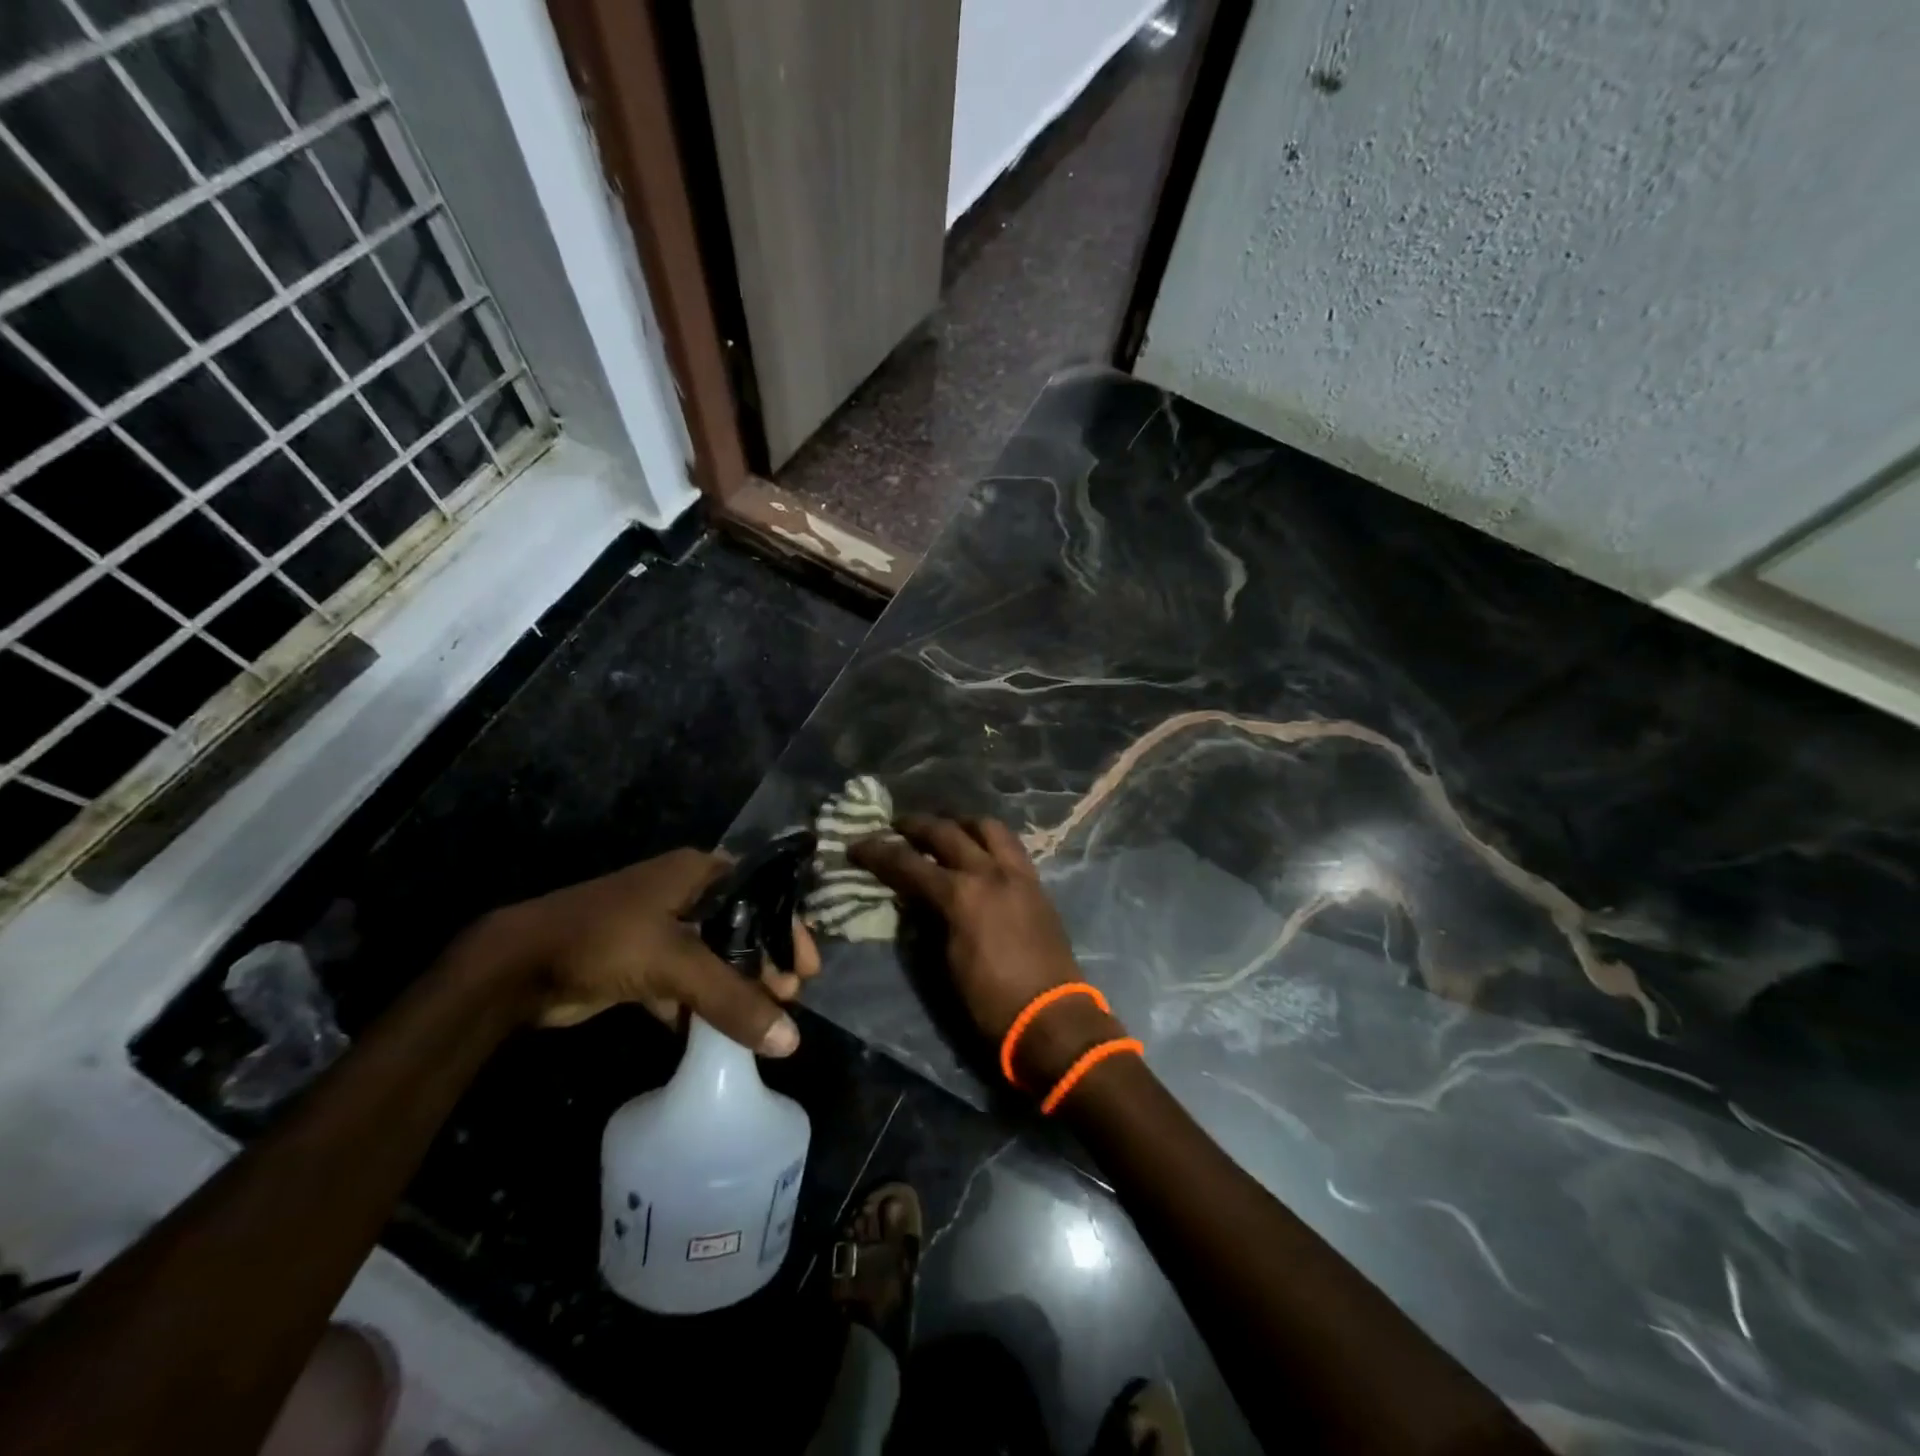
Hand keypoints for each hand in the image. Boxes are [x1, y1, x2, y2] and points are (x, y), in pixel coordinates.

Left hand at [484, 850, 819, 1054]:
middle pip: (740, 929)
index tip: (808, 968)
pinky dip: (700, 1006)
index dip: (788, 929)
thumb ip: (733, 1000)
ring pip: (713, 958)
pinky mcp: (639, 962)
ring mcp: (659, 929)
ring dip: (736, 988)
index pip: (762, 895)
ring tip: (764, 1020)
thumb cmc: (605, 940)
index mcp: (699, 873)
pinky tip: (716, 1035)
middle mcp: (684, 894)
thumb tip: (790, 1042)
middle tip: (788, 998)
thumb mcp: (675, 964)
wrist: (516, 967)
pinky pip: (684, 982)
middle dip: (764, 964)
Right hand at [851, 815, 1116, 1082]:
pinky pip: (1010, 845)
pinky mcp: (1037, 883)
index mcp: (961, 895)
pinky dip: (988, 839)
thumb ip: (928, 920)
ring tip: (945, 829)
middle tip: (896, 826)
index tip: (857, 845)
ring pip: (987, 827)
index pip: (909, 863)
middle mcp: (990, 872)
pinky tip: (979, 850)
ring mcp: (1018, 873)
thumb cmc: (990, 1001)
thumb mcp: (945, 963)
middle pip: (946, 832)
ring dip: (960, 823)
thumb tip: (913, 899)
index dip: (878, 852)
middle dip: (916, 825)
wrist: (1050, 1018)